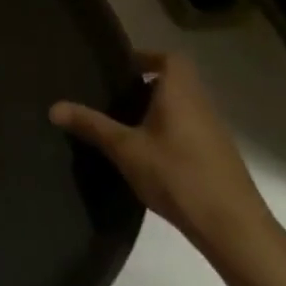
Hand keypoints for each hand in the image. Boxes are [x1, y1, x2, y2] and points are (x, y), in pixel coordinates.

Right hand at [50, 51, 285, 275]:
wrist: (233, 227)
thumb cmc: (177, 175)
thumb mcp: (125, 149)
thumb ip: (91, 125)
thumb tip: (53, 107)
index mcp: (181, 93)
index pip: (170, 58)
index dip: (146, 57)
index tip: (119, 69)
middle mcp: (201, 105)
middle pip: (175, 81)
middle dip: (145, 85)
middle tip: (112, 96)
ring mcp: (213, 132)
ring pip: (182, 107)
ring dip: (157, 110)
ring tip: (123, 124)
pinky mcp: (217, 156)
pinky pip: (189, 129)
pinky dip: (168, 131)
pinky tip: (147, 154)